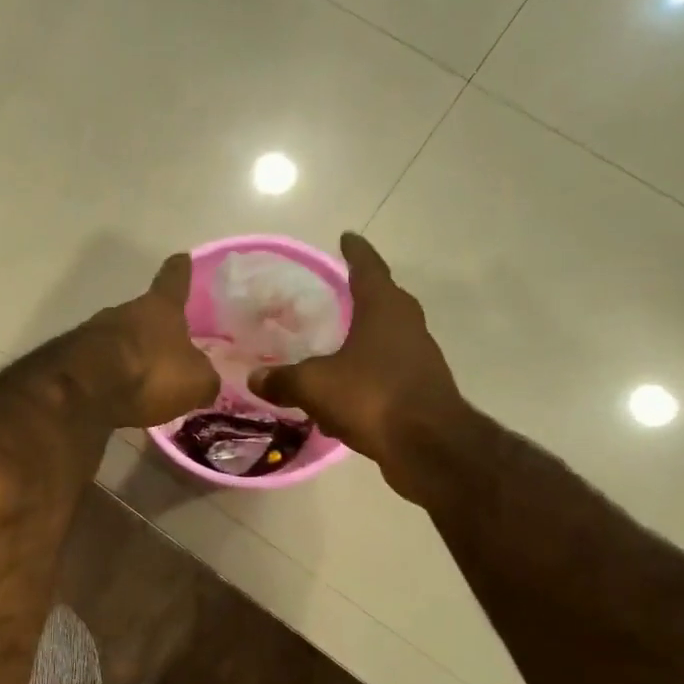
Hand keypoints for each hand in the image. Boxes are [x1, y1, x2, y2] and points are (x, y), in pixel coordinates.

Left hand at [73, 254, 218, 428]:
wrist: (83, 392)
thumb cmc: (149, 373)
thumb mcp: (196, 381)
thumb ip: (205, 378)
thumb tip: (206, 381)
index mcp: (160, 307)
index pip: (174, 278)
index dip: (180, 270)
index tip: (182, 258)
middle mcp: (125, 310)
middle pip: (144, 313)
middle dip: (156, 329)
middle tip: (171, 350)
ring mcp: (93, 332)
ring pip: (121, 340)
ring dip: (132, 355)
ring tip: (146, 381)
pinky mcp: (72, 359)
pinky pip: (102, 366)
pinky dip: (112, 378)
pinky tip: (121, 398)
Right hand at [250, 233, 467, 497]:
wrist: (428, 446)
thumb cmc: (372, 397)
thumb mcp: (315, 385)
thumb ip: (283, 379)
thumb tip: (255, 377)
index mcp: (384, 309)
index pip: (368, 268)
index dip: (355, 252)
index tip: (347, 237)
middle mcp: (407, 326)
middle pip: (384, 301)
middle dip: (362, 295)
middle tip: (337, 292)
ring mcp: (419, 358)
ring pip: (386, 340)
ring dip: (363, 340)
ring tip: (334, 347)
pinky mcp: (421, 390)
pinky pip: (386, 374)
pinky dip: (365, 377)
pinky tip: (343, 396)